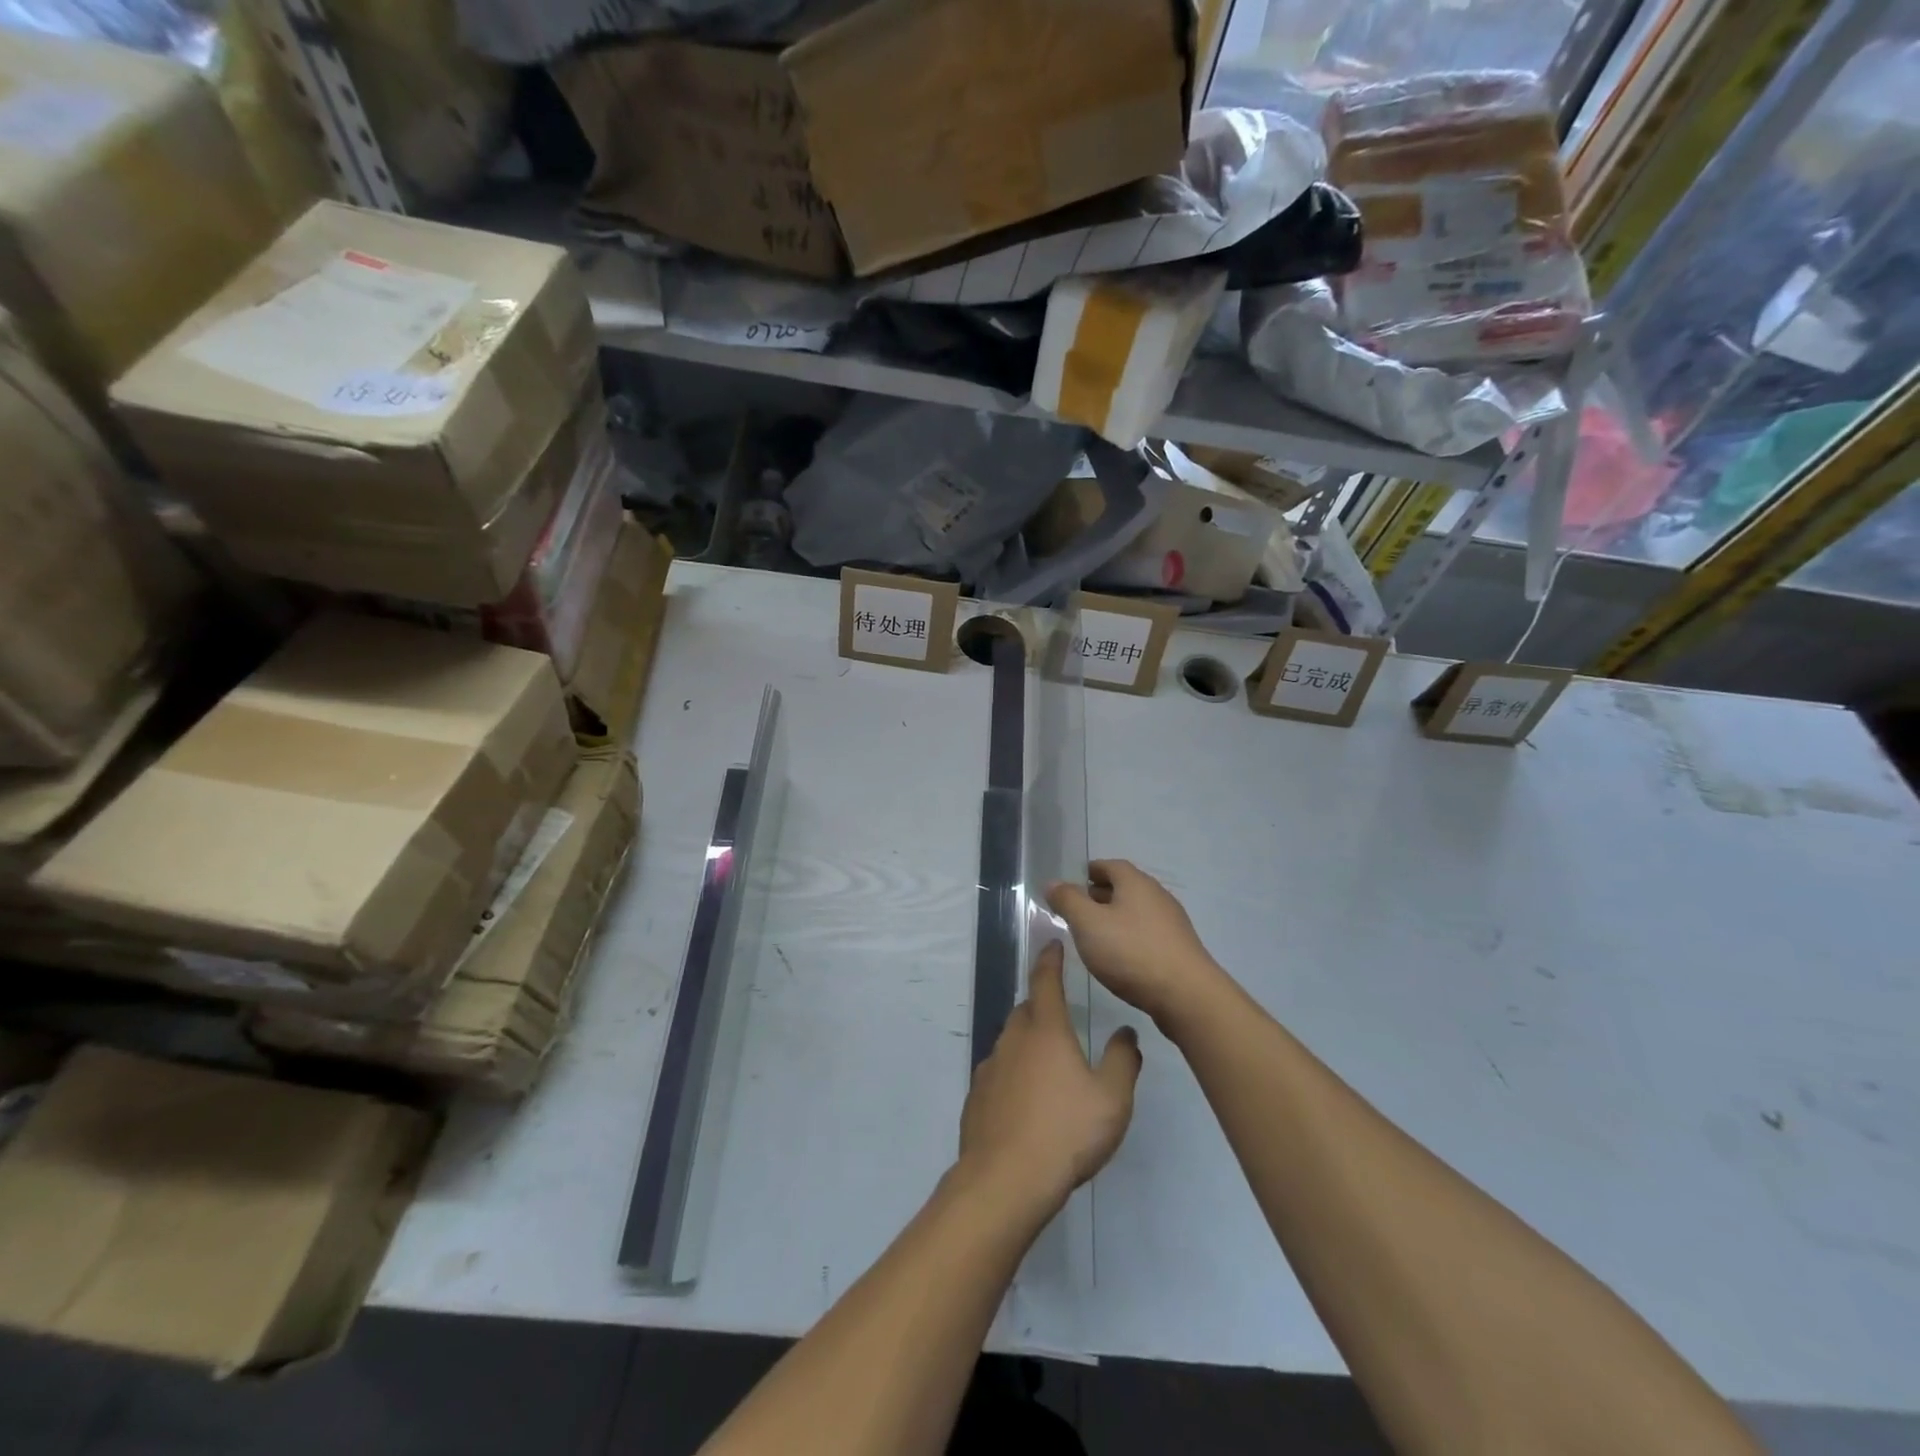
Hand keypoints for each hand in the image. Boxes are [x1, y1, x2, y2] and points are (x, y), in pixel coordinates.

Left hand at [958, 942, 1140, 1216]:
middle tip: (1061, 1018)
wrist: (1006, 1179)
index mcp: (1046, 1030)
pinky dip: (1012, 1074)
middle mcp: (1013, 1039)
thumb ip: (1122, 1061)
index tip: (1053, 944)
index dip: (1050, 960)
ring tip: (1047, 1065)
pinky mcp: (976, 1096)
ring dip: (1026, 1043)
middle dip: (1041, 1006)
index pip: (1046, 981)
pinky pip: (998, 1073)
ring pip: (1010, 1042)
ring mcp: (990, 1067)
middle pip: (1026, 1010)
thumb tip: (1126, 1032)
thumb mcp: (1111, 1099)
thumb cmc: (1066, 1132)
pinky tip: (1025, 1101)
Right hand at [1046, 860, 1224, 1032]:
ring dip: (1115, 917)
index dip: (1091, 871)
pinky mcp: (1179, 948)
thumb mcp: (1088, 924)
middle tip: (1078, 909)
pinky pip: (1148, 933)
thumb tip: (1053, 882)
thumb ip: (1068, 900)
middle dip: (1101, 895)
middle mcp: (1157, 896)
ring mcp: (1172, 923)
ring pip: (1136, 911)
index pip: (1110, 865)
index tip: (1075, 882)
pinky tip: (1120, 956)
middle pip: (1125, 887)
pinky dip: (1130, 936)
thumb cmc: (1131, 952)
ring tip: (1095, 935)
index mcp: (1135, 883)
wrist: (1187, 995)